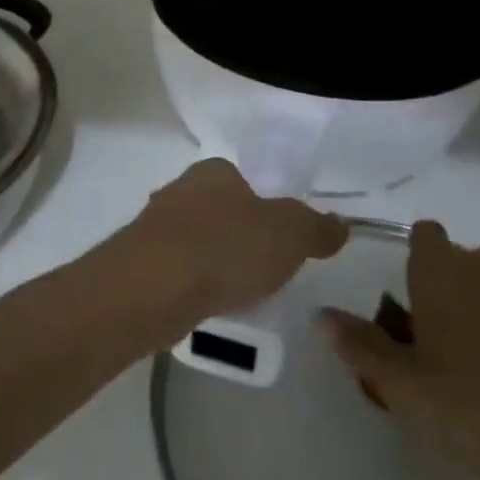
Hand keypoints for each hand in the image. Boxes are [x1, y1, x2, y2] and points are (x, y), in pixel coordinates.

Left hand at [108, 159, 347, 325]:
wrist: (152, 288)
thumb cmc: (225, 248)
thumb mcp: (289, 235)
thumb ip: (316, 228)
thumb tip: (341, 224)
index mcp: (214, 172)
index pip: (245, 181)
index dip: (265, 208)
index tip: (279, 241)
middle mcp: (180, 189)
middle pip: (220, 211)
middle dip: (239, 237)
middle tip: (263, 271)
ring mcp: (154, 226)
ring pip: (196, 241)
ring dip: (214, 263)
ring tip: (237, 294)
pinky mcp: (139, 262)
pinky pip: (177, 271)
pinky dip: (193, 286)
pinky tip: (206, 308)